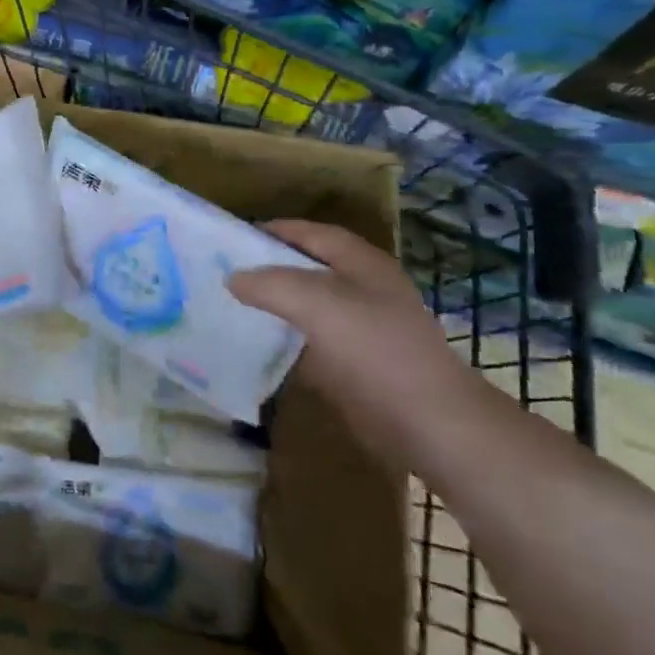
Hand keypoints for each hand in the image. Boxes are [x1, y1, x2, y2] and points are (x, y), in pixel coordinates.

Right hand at [227, 219, 473, 464]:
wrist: (429, 424)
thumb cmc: (375, 350)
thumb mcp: (317, 303)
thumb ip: (271, 284)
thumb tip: (233, 278)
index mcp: (362, 264)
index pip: (312, 233)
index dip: (275, 230)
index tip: (233, 238)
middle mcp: (364, 290)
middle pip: (309, 268)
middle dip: (270, 268)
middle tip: (225, 272)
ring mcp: (364, 330)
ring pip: (309, 308)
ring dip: (276, 306)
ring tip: (232, 307)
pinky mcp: (358, 366)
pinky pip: (313, 344)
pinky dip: (287, 342)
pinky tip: (258, 348)